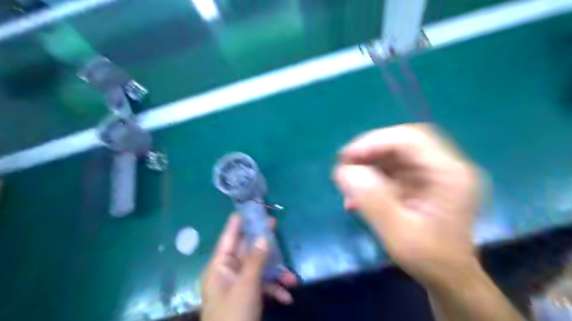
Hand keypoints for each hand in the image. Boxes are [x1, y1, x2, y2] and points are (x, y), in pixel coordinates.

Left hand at [200, 213, 297, 320]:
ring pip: (258, 269)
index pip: (228, 238)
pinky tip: (286, 297)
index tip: (245, 209)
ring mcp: (238, 286)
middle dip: (263, 244)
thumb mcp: (246, 286)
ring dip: (275, 274)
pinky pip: (262, 286)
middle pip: (247, 251)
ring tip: (292, 279)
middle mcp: (228, 273)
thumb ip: (256, 260)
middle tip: (274, 224)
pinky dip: (274, 290)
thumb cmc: (233, 315)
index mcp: (220, 267)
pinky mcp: (247, 297)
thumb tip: (263, 237)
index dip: (236, 223)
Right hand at [334, 123, 478, 285]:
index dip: (375, 142)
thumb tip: (344, 171)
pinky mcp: (424, 179)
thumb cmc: (429, 259)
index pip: (411, 139)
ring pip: (398, 151)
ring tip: (349, 179)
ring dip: (370, 161)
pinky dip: (374, 173)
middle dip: (371, 148)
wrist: (448, 277)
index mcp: (450, 175)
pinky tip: (359, 191)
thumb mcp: (398, 233)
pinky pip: (395, 166)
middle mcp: (447, 166)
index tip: (346, 158)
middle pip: (405, 140)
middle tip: (346, 163)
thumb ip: (372, 200)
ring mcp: (436, 171)